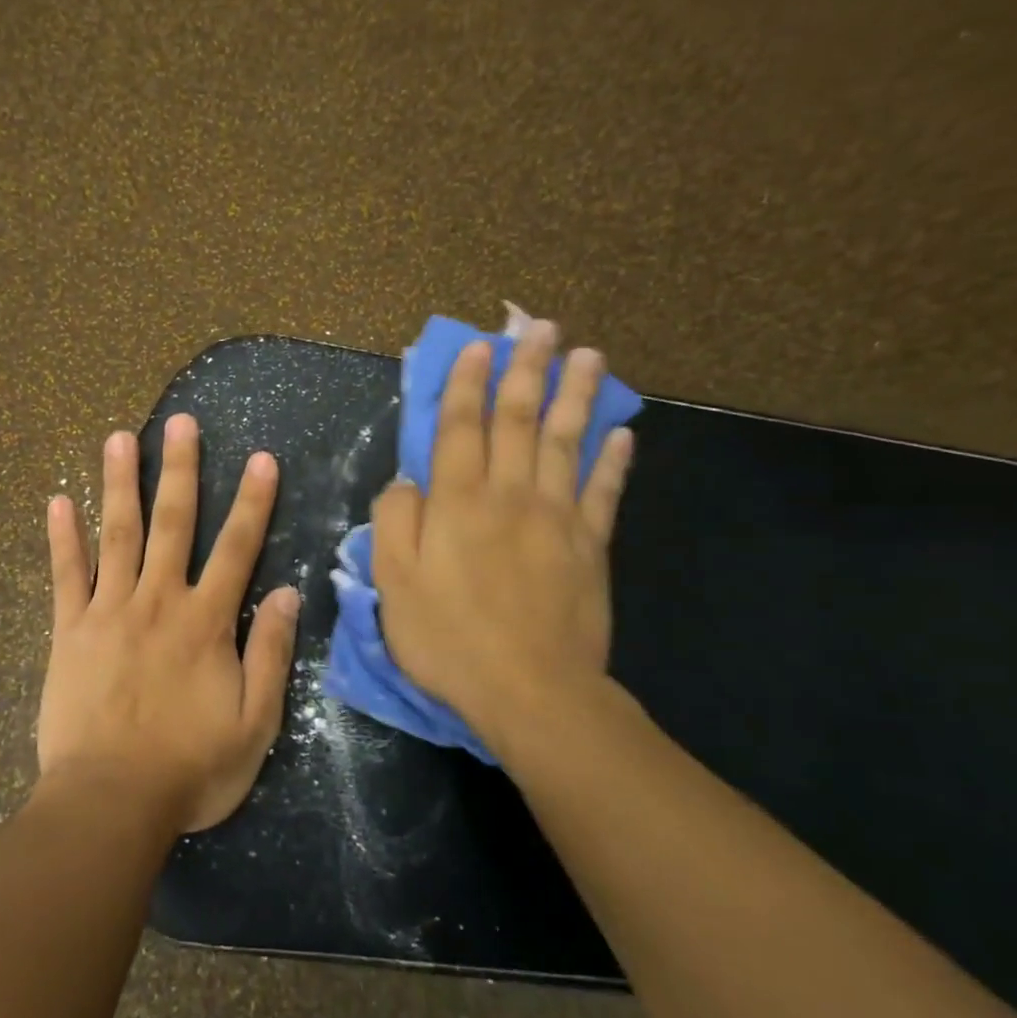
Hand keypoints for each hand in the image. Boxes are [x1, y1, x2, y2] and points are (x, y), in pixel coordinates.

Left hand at [39, 416, 299, 832]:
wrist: (109, 800)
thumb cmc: (190, 768)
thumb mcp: (254, 723)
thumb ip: (271, 654)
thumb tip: (290, 594)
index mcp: (205, 622)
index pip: (236, 548)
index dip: (252, 502)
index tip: (260, 458)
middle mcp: (157, 601)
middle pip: (172, 523)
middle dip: (179, 470)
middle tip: (179, 422)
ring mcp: (107, 611)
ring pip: (115, 534)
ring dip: (118, 484)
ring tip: (118, 438)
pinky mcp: (68, 630)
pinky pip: (65, 575)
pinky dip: (61, 537)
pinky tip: (57, 501)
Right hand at [370, 323, 633, 761]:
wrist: (531, 690)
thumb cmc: (448, 637)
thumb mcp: (393, 583)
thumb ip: (394, 522)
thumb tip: (406, 481)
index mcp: (457, 502)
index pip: (460, 428)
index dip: (465, 384)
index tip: (477, 347)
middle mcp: (509, 495)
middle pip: (520, 420)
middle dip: (527, 370)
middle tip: (541, 327)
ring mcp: (557, 518)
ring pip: (567, 442)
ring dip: (577, 396)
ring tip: (587, 356)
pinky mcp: (591, 546)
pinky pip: (604, 493)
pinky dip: (614, 460)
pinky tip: (623, 433)